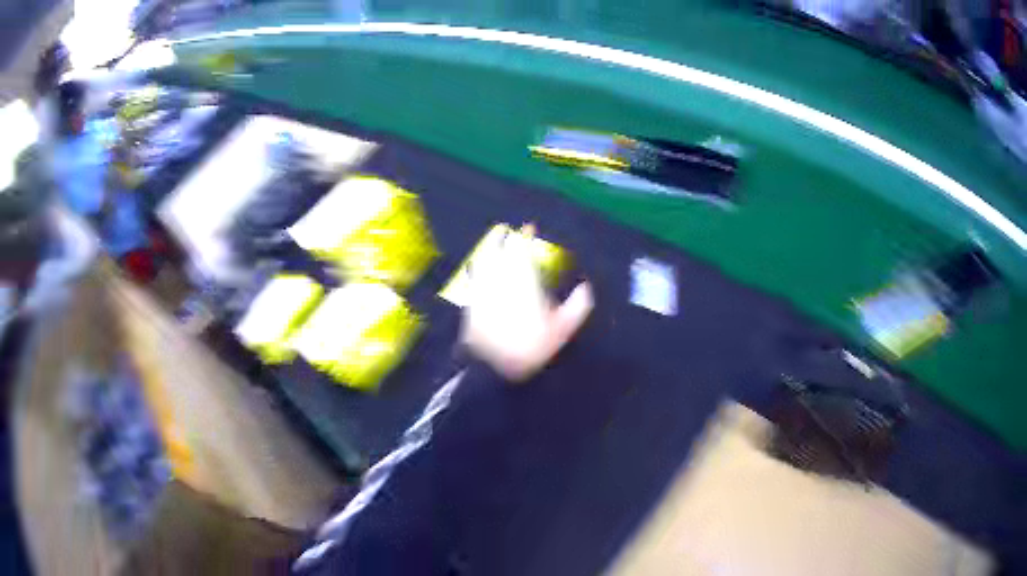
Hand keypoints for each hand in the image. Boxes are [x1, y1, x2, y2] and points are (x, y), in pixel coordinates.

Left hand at [461, 224, 593, 382]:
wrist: (492, 366)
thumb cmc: (530, 347)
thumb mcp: (562, 330)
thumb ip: (577, 307)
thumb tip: (585, 287)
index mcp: (524, 280)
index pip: (523, 249)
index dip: (525, 236)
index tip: (529, 227)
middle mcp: (500, 277)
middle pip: (499, 250)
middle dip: (504, 238)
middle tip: (507, 230)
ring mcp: (482, 288)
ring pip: (484, 260)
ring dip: (489, 248)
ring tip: (493, 241)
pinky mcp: (470, 300)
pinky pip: (473, 275)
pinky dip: (477, 266)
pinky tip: (478, 266)